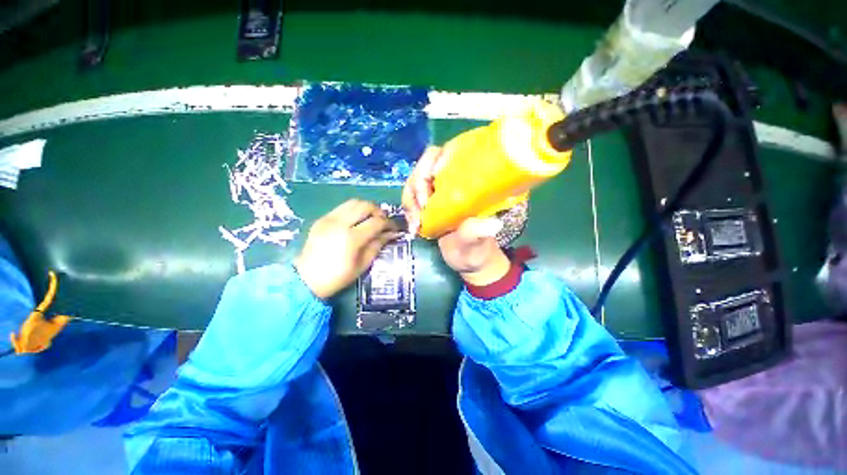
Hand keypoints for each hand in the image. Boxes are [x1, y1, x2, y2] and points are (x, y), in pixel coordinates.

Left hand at [295, 200, 400, 298]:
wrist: (306, 280)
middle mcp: (339, 223)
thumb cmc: (338, 276)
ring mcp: (328, 219)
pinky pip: (342, 207)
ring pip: (353, 202)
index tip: (394, 227)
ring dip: (366, 208)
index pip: (376, 222)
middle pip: (365, 205)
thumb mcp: (363, 264)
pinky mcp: (322, 218)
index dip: (389, 223)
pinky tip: (356, 221)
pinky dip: (354, 211)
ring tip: (371, 219)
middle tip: (383, 221)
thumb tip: (390, 233)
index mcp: (351, 238)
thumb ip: (377, 245)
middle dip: (379, 211)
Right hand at [403, 146, 509, 285]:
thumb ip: (479, 232)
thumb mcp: (478, 241)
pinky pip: (410, 198)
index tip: (433, 178)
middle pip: (425, 166)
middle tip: (421, 210)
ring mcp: (437, 191)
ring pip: (414, 183)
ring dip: (411, 202)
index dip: (436, 160)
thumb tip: (493, 224)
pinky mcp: (427, 203)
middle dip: (418, 185)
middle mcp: (451, 180)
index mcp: (469, 180)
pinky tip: (414, 227)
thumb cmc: (477, 248)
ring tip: (416, 225)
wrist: (467, 259)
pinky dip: (409, 211)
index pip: (450, 153)